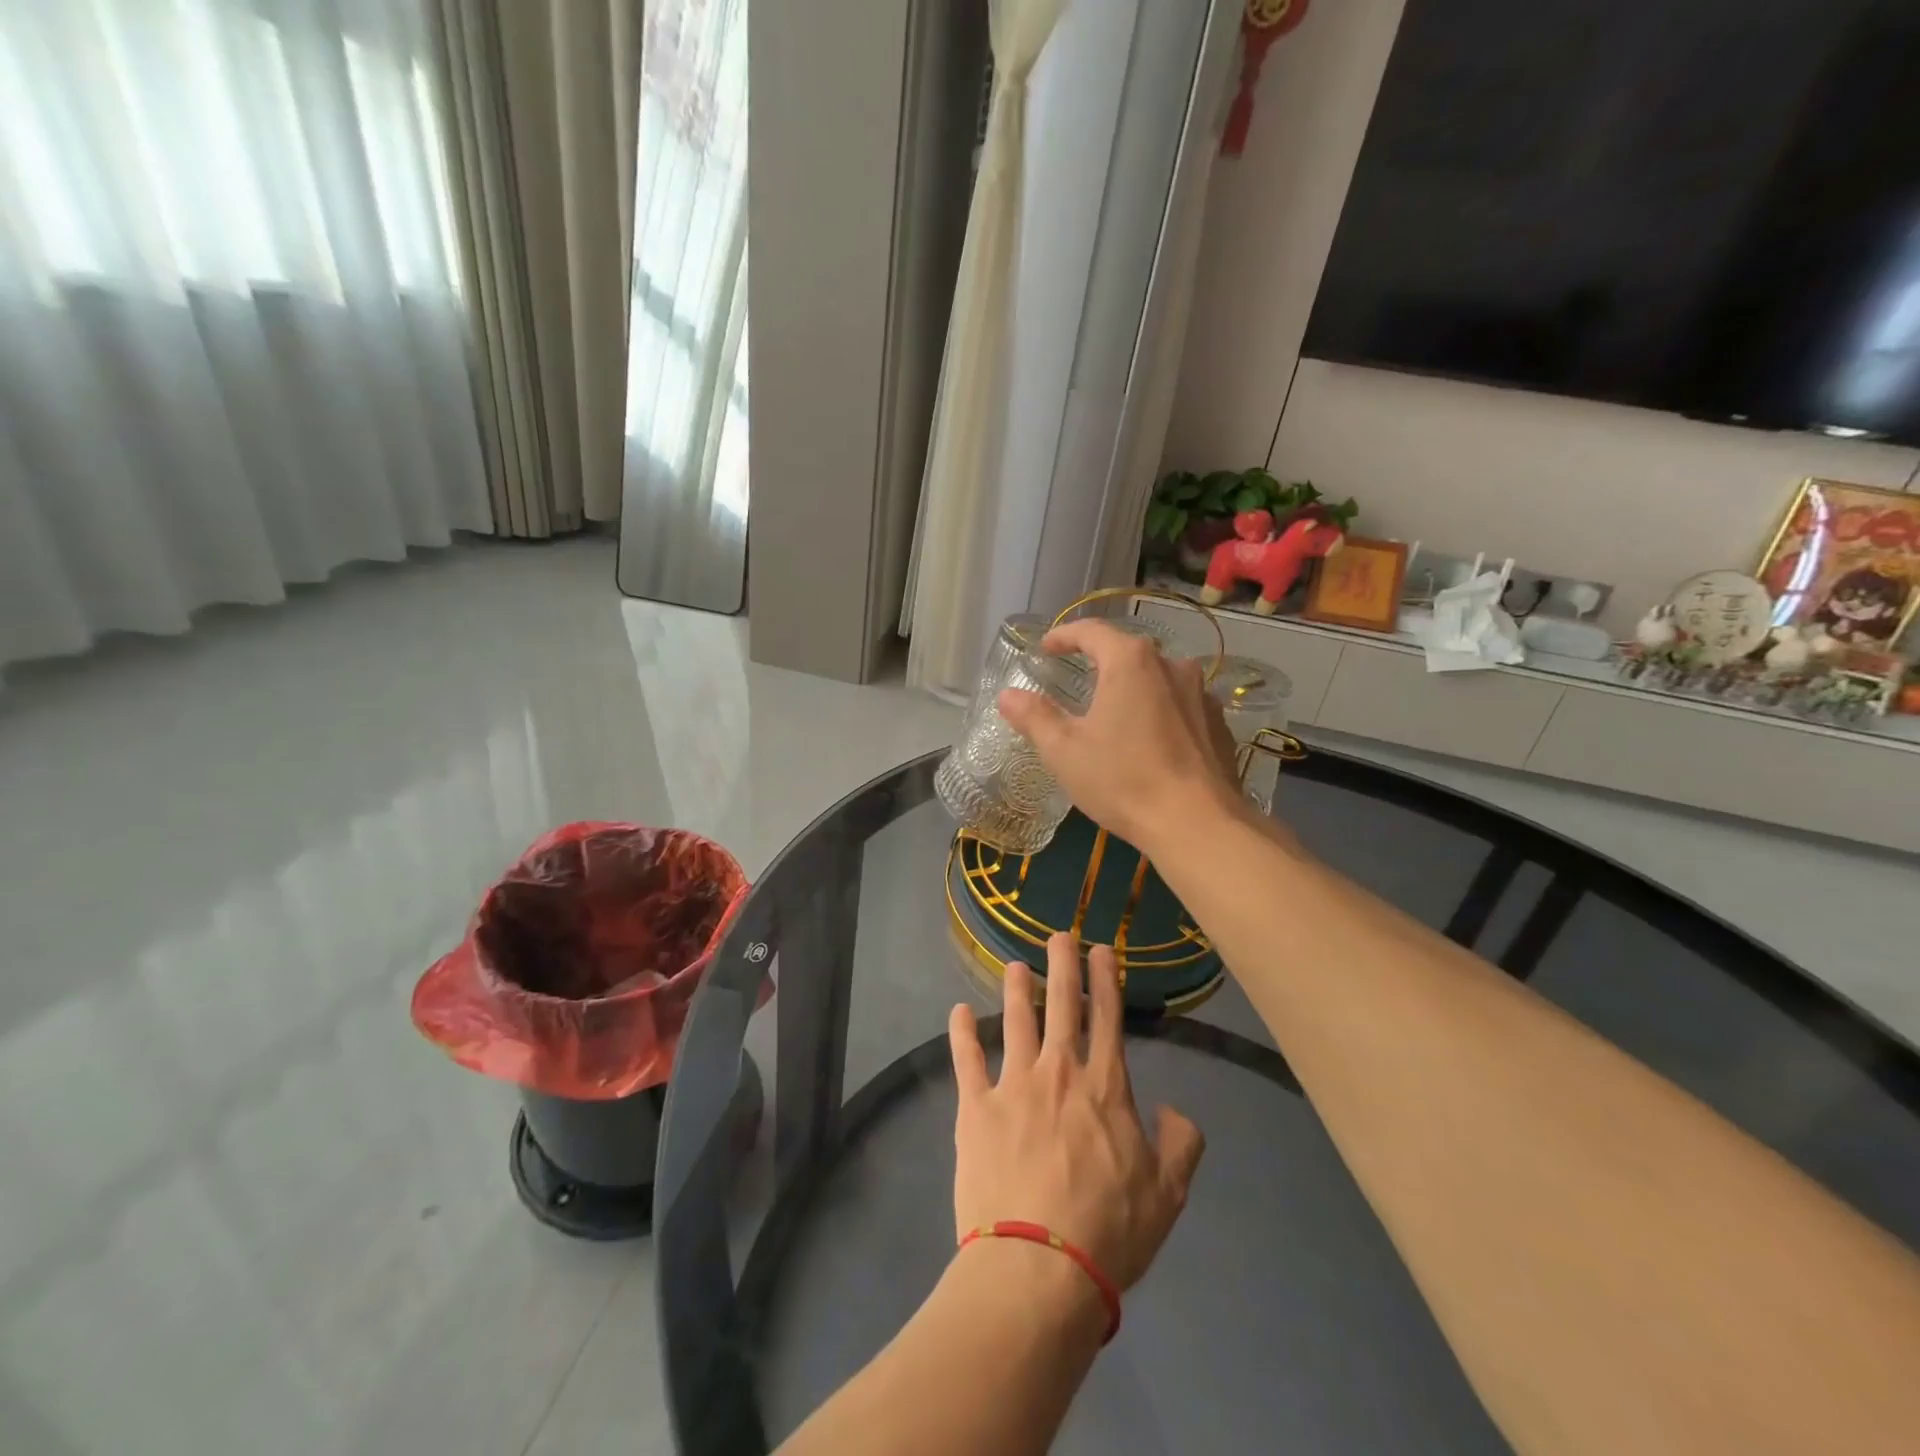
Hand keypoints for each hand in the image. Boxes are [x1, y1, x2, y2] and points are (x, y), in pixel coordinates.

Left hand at [947, 932, 1204, 1291]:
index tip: (1101, 949)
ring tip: (1015, 964)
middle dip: (1062, 965)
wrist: (1038, 1266)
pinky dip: (962, 1033)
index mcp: (1105, 1087)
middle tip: (1058, 934)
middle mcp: (1059, 1072)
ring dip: (1016, 989)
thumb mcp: (1167, 1195)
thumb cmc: (1108, 1231)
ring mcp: (1013, 1085)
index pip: (1108, 1018)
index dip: (1105, 979)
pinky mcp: (976, 1107)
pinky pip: (967, 1059)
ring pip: (1016, 1021)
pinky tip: (958, 1012)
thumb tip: (1175, 1110)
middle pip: (1062, 1005)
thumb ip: (1180, 1144)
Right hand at [998, 619, 1245, 854]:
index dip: (1065, 635)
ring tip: (1115, 714)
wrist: (1197, 824)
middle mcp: (1172, 665)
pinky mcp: (1219, 724)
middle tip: (1078, 680)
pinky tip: (1150, 742)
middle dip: (1100, 662)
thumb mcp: (1064, 751)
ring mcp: (1201, 694)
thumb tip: (1008, 695)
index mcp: (1130, 662)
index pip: (1092, 631)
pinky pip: (1181, 707)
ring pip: (1158, 679)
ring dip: (1133, 689)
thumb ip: (1034, 717)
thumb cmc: (1123, 780)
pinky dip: (1160, 713)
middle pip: (1128, 652)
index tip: (1046, 648)